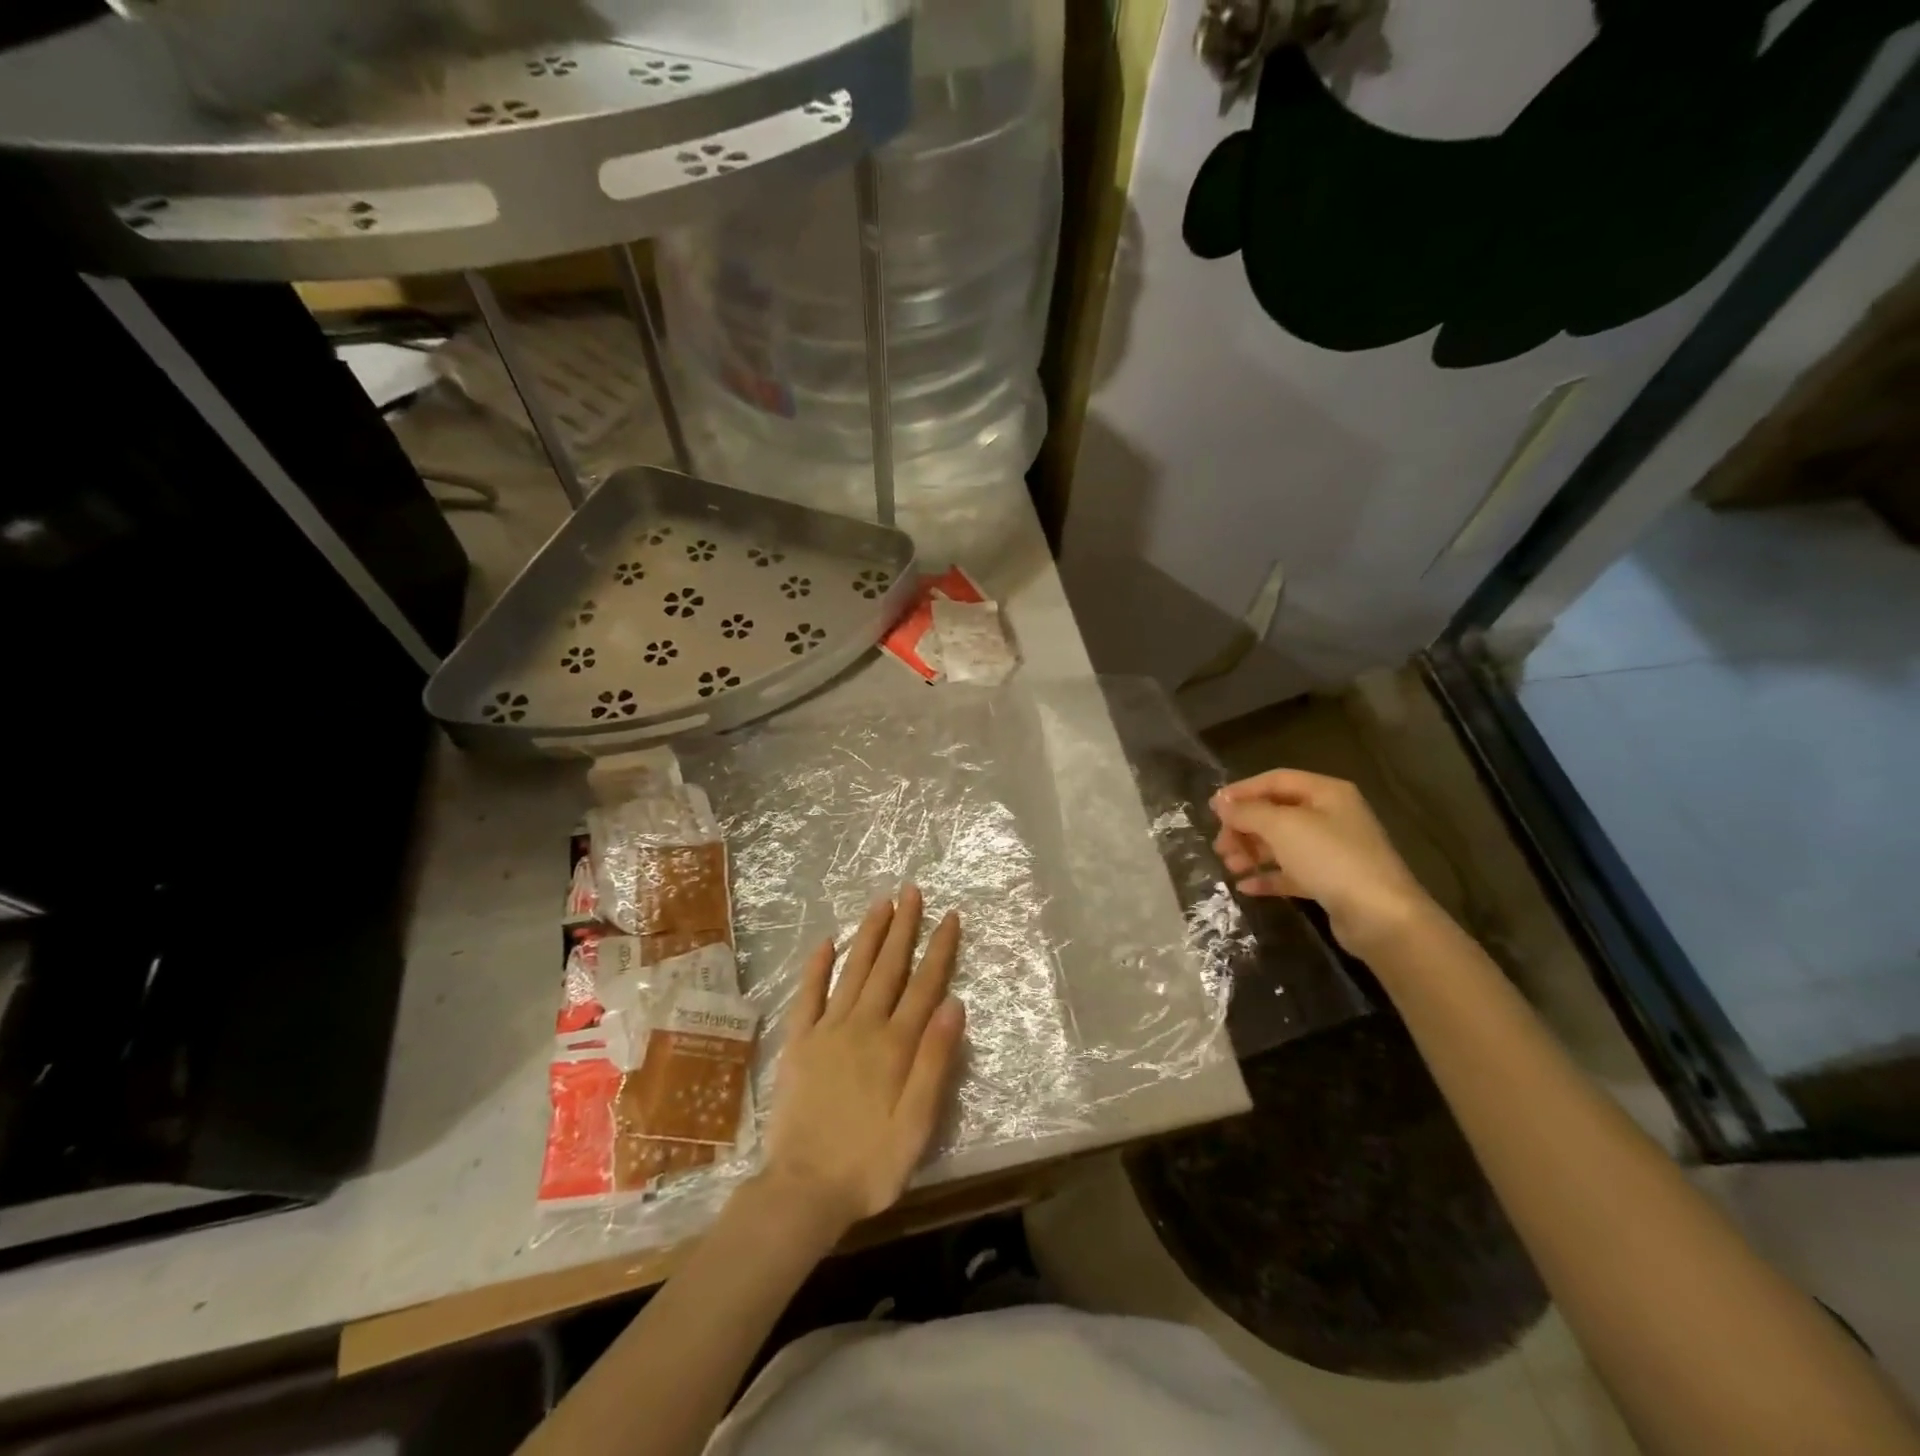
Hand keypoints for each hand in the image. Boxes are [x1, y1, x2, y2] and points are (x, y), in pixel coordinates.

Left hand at [762, 887, 965, 1236]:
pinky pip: (808, 995)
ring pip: (853, 970)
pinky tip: (826, 942)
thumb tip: (955, 1004)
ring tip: (881, 903)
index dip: (939, 949)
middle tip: (912, 891)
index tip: (950, 916)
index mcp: (895, 1045)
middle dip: (903, 927)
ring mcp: (827, 1030)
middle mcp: (863, 1026)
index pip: (925, 985)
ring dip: (868, 935)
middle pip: (888, 967)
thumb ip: (936, 1062)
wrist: (803, 1190)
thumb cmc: (870, 1164)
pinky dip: (817, 967)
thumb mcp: (918, 1124)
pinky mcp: (798, 1043)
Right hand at [1211, 769, 1436, 954]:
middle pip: (1276, 813)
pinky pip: (1291, 872)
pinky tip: (1245, 886)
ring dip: (1251, 852)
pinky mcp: (1331, 882)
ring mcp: (1333, 850)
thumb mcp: (1282, 827)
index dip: (1242, 791)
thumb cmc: (1330, 858)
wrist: (1380, 916)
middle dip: (1244, 827)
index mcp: (1326, 793)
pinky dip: (1268, 876)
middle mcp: (1331, 816)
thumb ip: (1247, 812)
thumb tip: (1221, 802)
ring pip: (1282, 844)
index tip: (1212, 809)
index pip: (1276, 780)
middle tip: (1220, 845)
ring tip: (1229, 866)